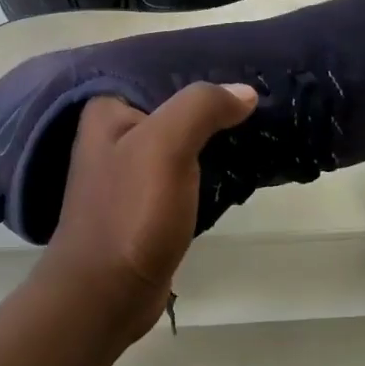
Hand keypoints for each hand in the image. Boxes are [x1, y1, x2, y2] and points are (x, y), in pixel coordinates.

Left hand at [39, 83, 258, 332]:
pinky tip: (236, 163)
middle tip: (260, 100)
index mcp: (107, 109)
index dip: (204, 71)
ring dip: (213, 136)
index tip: (248, 73)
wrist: (104, 295)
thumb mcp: (165, 146)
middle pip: (173, 106)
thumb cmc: (130, 213)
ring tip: (257, 124)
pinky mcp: (145, 204)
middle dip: (213, 105)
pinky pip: (183, 172)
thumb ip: (202, 107)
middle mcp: (113, 134)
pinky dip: (207, 167)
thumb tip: (245, 92)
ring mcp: (128, 172)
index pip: (162, 72)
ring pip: (181, 140)